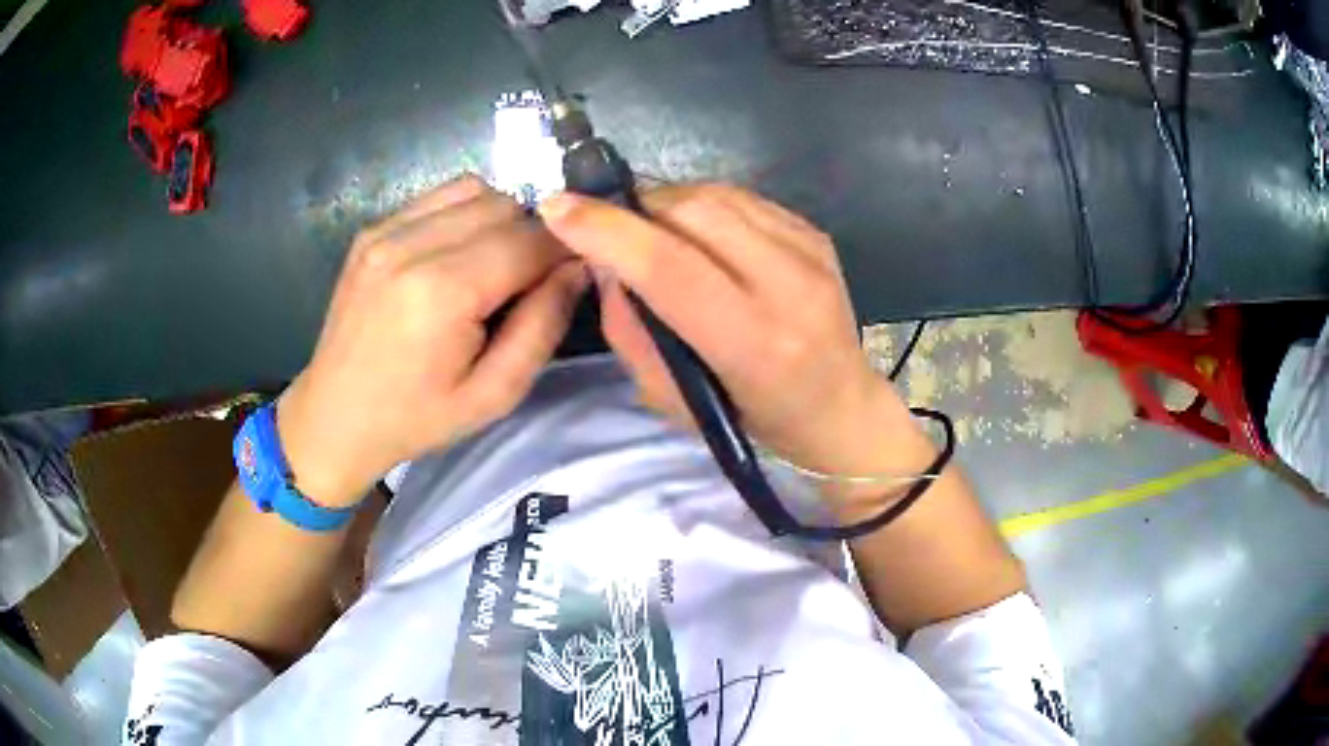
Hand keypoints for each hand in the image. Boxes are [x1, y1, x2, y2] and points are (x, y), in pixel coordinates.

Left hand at [278, 176, 587, 506]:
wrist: (334, 417)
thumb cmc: (415, 418)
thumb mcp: (494, 395)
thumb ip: (543, 326)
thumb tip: (578, 267)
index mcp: (443, 291)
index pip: (532, 240)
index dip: (563, 253)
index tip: (567, 279)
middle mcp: (411, 245)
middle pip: (506, 205)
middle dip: (530, 237)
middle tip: (524, 284)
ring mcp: (385, 231)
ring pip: (475, 190)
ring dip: (498, 221)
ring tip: (489, 268)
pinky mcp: (372, 229)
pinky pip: (438, 197)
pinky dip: (463, 215)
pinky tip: (454, 256)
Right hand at [540, 184, 933, 502]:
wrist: (841, 409)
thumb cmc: (754, 422)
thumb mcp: (675, 403)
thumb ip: (631, 332)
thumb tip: (605, 264)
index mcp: (757, 344)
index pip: (670, 266)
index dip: (607, 231)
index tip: (557, 208)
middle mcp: (792, 286)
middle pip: (692, 212)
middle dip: (634, 211)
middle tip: (610, 231)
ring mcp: (811, 251)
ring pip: (715, 194)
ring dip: (665, 204)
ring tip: (650, 233)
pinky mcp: (816, 233)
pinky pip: (741, 198)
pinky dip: (701, 207)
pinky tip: (696, 235)